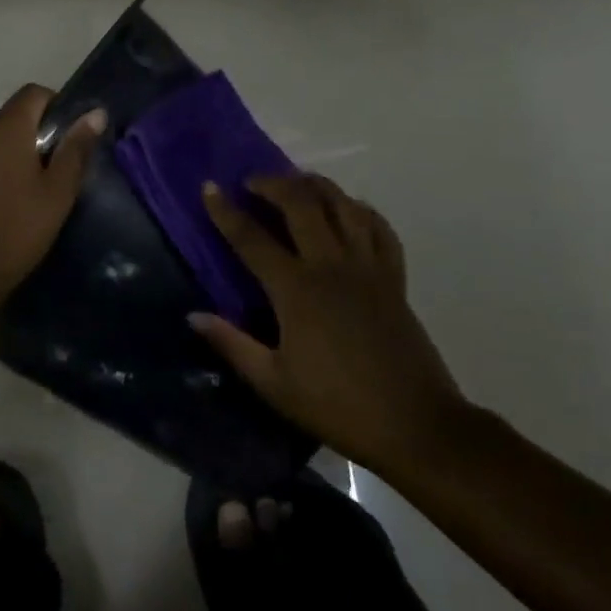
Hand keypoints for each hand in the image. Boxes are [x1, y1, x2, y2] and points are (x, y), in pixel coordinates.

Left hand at [0, 85, 105, 305]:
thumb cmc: (16, 231)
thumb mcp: (57, 193)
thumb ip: (76, 149)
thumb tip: (95, 113)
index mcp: (5, 129)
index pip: (33, 93)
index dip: (56, 106)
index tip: (68, 137)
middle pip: (11, 116)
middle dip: (34, 134)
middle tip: (53, 170)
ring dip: (10, 152)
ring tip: (26, 190)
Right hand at [191, 175, 470, 480]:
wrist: (418, 427)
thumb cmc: (338, 407)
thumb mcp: (274, 384)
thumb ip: (232, 344)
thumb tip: (193, 315)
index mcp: (296, 290)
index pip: (251, 238)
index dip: (226, 211)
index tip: (209, 187)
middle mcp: (331, 266)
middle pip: (300, 203)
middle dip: (272, 183)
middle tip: (252, 183)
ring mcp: (367, 268)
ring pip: (342, 205)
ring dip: (316, 185)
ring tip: (297, 183)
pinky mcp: (394, 278)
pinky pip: (379, 228)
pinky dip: (361, 210)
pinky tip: (348, 209)